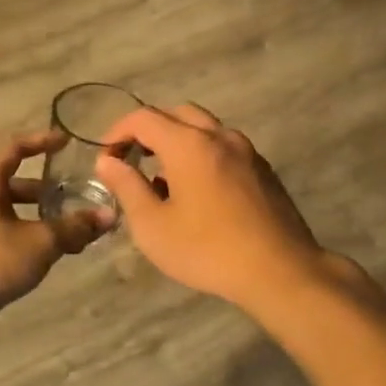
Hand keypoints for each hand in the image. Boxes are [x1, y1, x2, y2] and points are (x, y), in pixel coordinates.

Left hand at [0, 130, 109, 325]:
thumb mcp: (39, 242)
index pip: (15, 148)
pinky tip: (43, 255)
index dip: (42, 142)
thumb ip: (74, 227)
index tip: (66, 142)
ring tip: (67, 231)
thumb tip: (108, 216)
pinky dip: (23, 235)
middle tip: (73, 197)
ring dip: (37, 217)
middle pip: (12, 182)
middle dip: (45, 190)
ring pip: (7, 211)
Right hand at [95, 105, 341, 312]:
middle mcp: (220, 136)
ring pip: (204, 129)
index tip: (105, 160)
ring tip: (162, 180)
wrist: (280, 270)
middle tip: (132, 161)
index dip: (117, 133)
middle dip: (148, 132)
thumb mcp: (153, 226)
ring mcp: (246, 151)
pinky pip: (224, 148)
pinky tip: (197, 193)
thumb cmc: (208, 250)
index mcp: (189, 144)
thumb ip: (127, 188)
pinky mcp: (263, 169)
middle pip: (176, 114)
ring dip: (177, 142)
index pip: (144, 118)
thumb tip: (107, 162)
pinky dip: (201, 155)